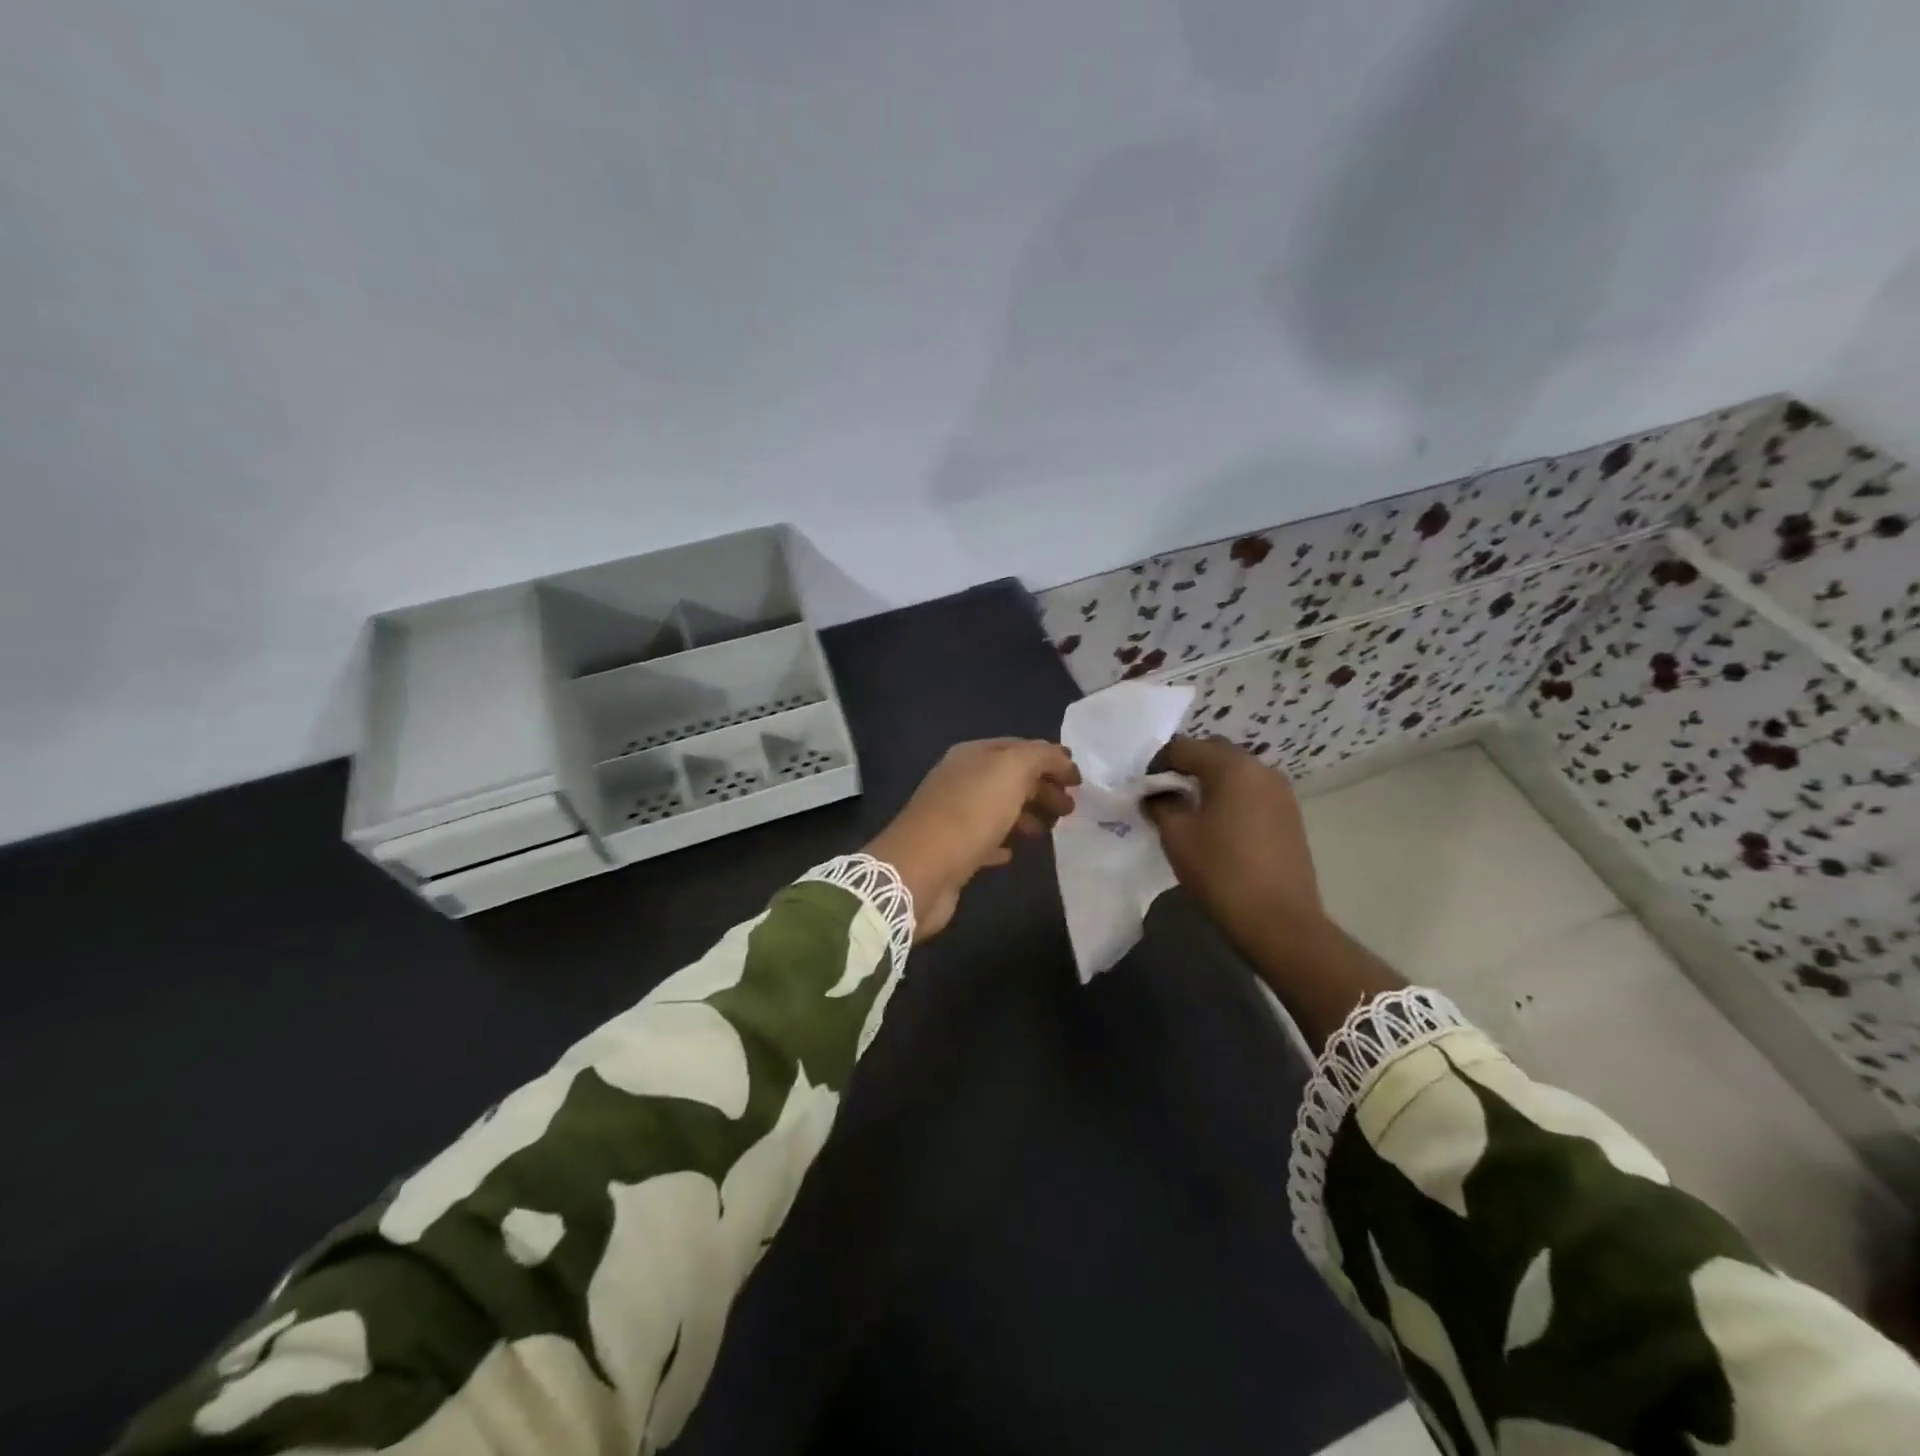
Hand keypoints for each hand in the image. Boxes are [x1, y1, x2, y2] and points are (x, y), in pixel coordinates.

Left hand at [866, 738, 1080, 940]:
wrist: (922, 869)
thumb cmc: (970, 813)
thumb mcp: (1011, 770)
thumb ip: (1040, 756)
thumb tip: (1060, 757)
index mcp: (972, 755)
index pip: (1018, 748)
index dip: (1050, 759)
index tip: (1078, 780)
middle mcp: (960, 780)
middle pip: (1010, 779)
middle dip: (1043, 788)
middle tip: (1071, 810)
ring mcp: (953, 815)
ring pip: (999, 809)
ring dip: (1027, 815)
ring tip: (1050, 832)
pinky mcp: (952, 850)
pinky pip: (984, 840)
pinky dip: (1003, 842)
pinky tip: (1014, 853)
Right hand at [1143, 735, 1322, 949]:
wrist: (1278, 919)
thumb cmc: (1221, 871)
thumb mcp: (1177, 835)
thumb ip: (1161, 805)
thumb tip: (1156, 796)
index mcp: (1232, 766)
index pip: (1185, 747)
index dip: (1158, 762)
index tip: (1143, 786)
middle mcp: (1261, 769)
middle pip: (1214, 753)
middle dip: (1186, 766)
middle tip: (1164, 792)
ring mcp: (1281, 792)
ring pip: (1236, 772)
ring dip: (1211, 781)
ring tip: (1190, 809)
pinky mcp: (1290, 815)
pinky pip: (1253, 792)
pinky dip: (1231, 797)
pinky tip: (1218, 824)